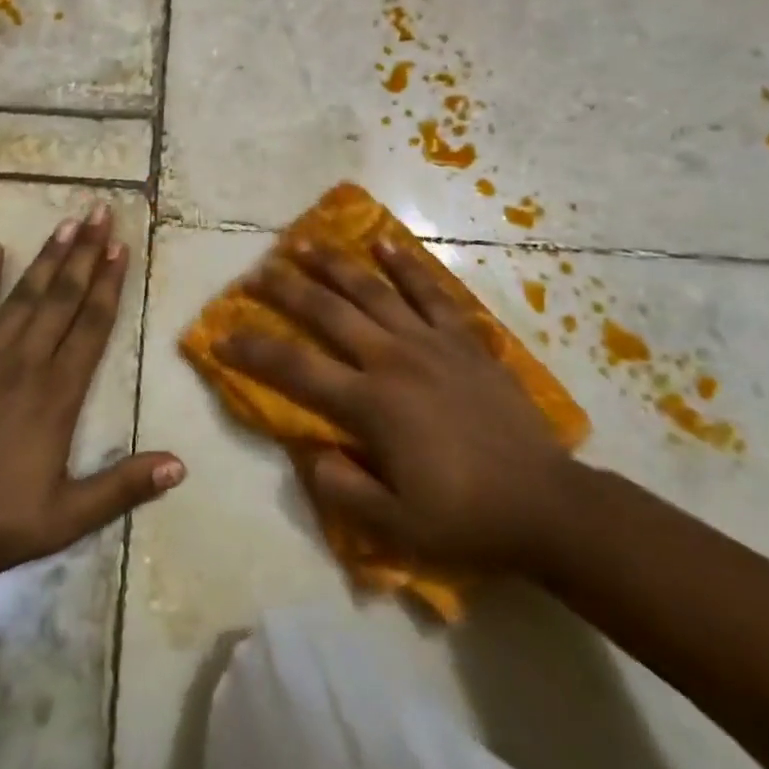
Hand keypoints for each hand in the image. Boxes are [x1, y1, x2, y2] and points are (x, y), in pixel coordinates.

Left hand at [0, 205, 184, 582]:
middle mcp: (25, 362)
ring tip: (66, 222)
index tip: (120, 247)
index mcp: (58, 394)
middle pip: (61, 298)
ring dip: (46, 256)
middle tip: (100, 212)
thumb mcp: (69, 516)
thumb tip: (181, 465)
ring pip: (23, 295)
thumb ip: (124, 485)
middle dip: (84, 253)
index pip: (91, 326)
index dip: (108, 284)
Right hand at [215, 239, 578, 577]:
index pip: (296, 369)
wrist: (546, 505)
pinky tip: (383, 241)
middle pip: (328, 313)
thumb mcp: (394, 527)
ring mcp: (431, 343)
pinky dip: (405, 264)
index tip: (222, 336)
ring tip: (304, 242)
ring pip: (372, 291)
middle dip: (287, 290)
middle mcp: (393, 360)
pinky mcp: (464, 339)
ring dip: (334, 264)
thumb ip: (343, 488)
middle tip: (257, 271)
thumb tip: (311, 452)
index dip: (253, 350)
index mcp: (371, 404)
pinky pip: (430, 292)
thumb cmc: (466, 517)